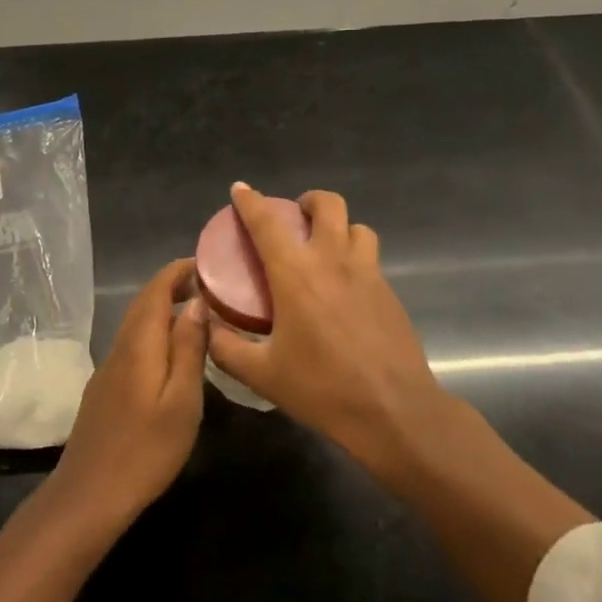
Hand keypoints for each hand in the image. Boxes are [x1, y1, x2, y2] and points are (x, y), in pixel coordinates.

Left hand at [50, 258, 207, 523]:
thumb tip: (197, 304)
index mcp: (140, 344)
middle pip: (144, 303)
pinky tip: (172, 353)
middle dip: (173, 286)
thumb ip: (189, 349)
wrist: (89, 495)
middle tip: (210, 286)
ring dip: (164, 309)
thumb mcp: (182, 401)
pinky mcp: (105, 389)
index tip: (207, 263)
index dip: (179, 271)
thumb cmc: (145, 450)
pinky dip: (155, 333)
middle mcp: (120, 347)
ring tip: (198, 314)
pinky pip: (133, 344)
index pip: (156, 289)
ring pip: (137, 324)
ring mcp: (108, 368)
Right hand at [208, 184, 451, 481]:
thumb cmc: (323, 389)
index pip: (267, 222)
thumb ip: (226, 347)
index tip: (240, 190)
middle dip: (308, 201)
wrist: (394, 412)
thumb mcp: (262, 374)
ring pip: (356, 227)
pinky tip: (344, 289)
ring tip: (324, 248)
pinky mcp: (390, 292)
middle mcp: (332, 260)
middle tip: (294, 218)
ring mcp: (368, 273)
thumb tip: (207, 326)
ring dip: (338, 227)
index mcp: (295, 273)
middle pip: (327, 204)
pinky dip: (354, 257)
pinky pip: (371, 257)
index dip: (250, 201)